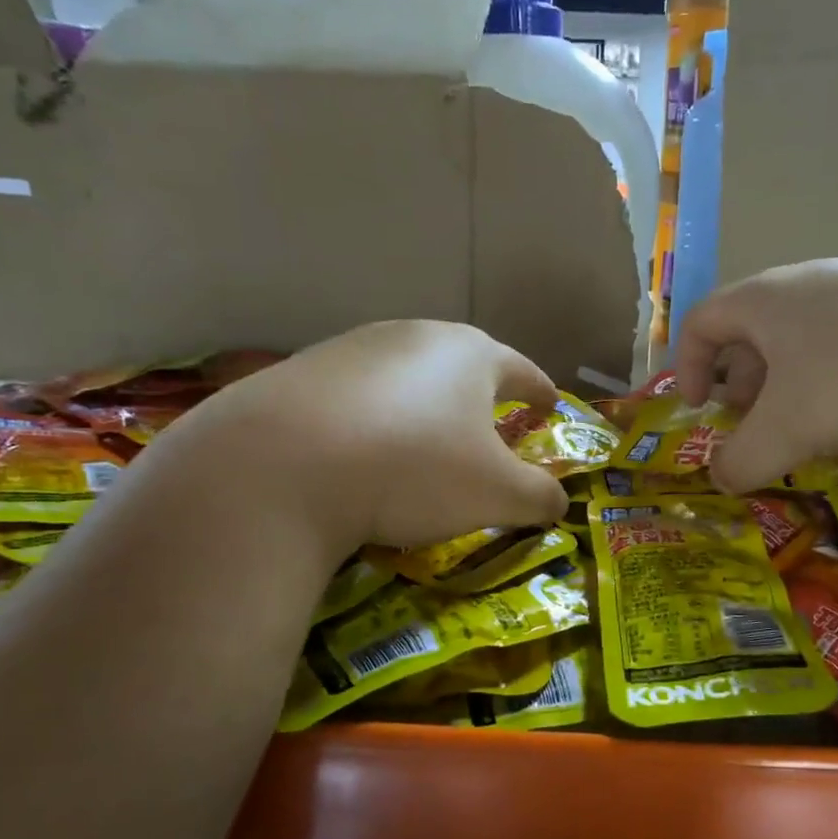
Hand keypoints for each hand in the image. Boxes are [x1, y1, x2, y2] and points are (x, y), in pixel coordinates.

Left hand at [161, 320, 567, 551]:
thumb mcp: (498, 495)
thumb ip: (540, 496)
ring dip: (425, 408)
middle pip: (463, 367)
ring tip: (424, 446)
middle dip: (482, 399)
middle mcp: (413, 337)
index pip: (522, 371)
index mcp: (469, 355)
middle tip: (491, 432)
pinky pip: (359, 397)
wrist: (280, 467)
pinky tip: (364, 454)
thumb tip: (557, 501)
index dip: (541, 393)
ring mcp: (352, 349)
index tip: (552, 408)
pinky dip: (376, 421)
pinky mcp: (302, 372)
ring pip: (408, 378)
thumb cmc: (414, 470)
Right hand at [674, 258, 837, 491]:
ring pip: (806, 334)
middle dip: (741, 381)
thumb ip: (739, 461)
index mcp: (767, 299)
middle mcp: (812, 282)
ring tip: (808, 424)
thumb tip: (722, 479)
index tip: (696, 409)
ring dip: (790, 381)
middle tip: (751, 422)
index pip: (703, 320)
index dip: (686, 365)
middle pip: (754, 328)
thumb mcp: (783, 434)